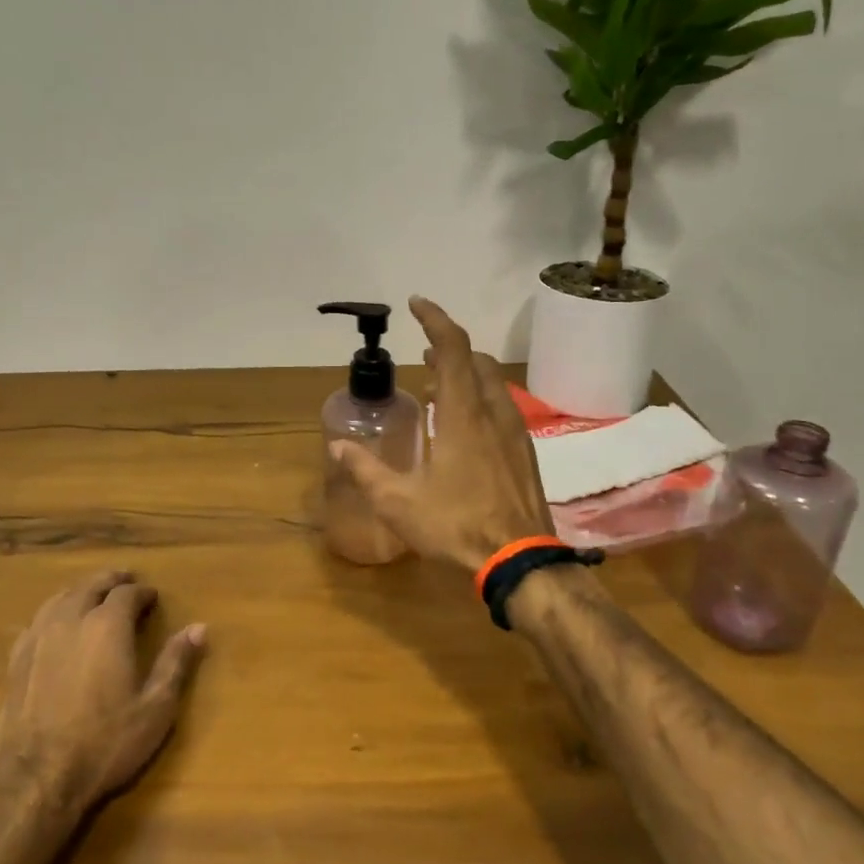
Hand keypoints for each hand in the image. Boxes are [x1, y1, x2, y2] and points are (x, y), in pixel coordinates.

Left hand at [0, 569, 206, 810]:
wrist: (36, 779)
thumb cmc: (105, 742)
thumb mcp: (156, 707)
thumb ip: (176, 663)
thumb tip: (199, 627)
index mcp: (108, 625)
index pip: (127, 593)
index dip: (143, 592)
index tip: (153, 597)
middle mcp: (71, 619)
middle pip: (91, 585)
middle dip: (111, 581)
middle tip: (126, 582)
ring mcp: (38, 637)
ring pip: (61, 597)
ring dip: (81, 591)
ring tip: (93, 595)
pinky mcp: (16, 659)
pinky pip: (38, 620)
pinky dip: (55, 612)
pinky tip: (57, 624)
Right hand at [329, 295, 552, 574]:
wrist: (522, 560)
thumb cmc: (457, 525)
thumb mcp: (399, 502)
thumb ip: (365, 470)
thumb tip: (338, 445)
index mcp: (464, 415)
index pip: (453, 348)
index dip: (435, 319)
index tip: (416, 303)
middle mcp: (493, 413)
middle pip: (476, 360)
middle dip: (449, 348)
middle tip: (423, 352)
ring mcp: (515, 433)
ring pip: (493, 384)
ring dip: (465, 374)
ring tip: (437, 388)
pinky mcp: (525, 453)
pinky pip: (501, 408)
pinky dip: (479, 399)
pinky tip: (463, 428)